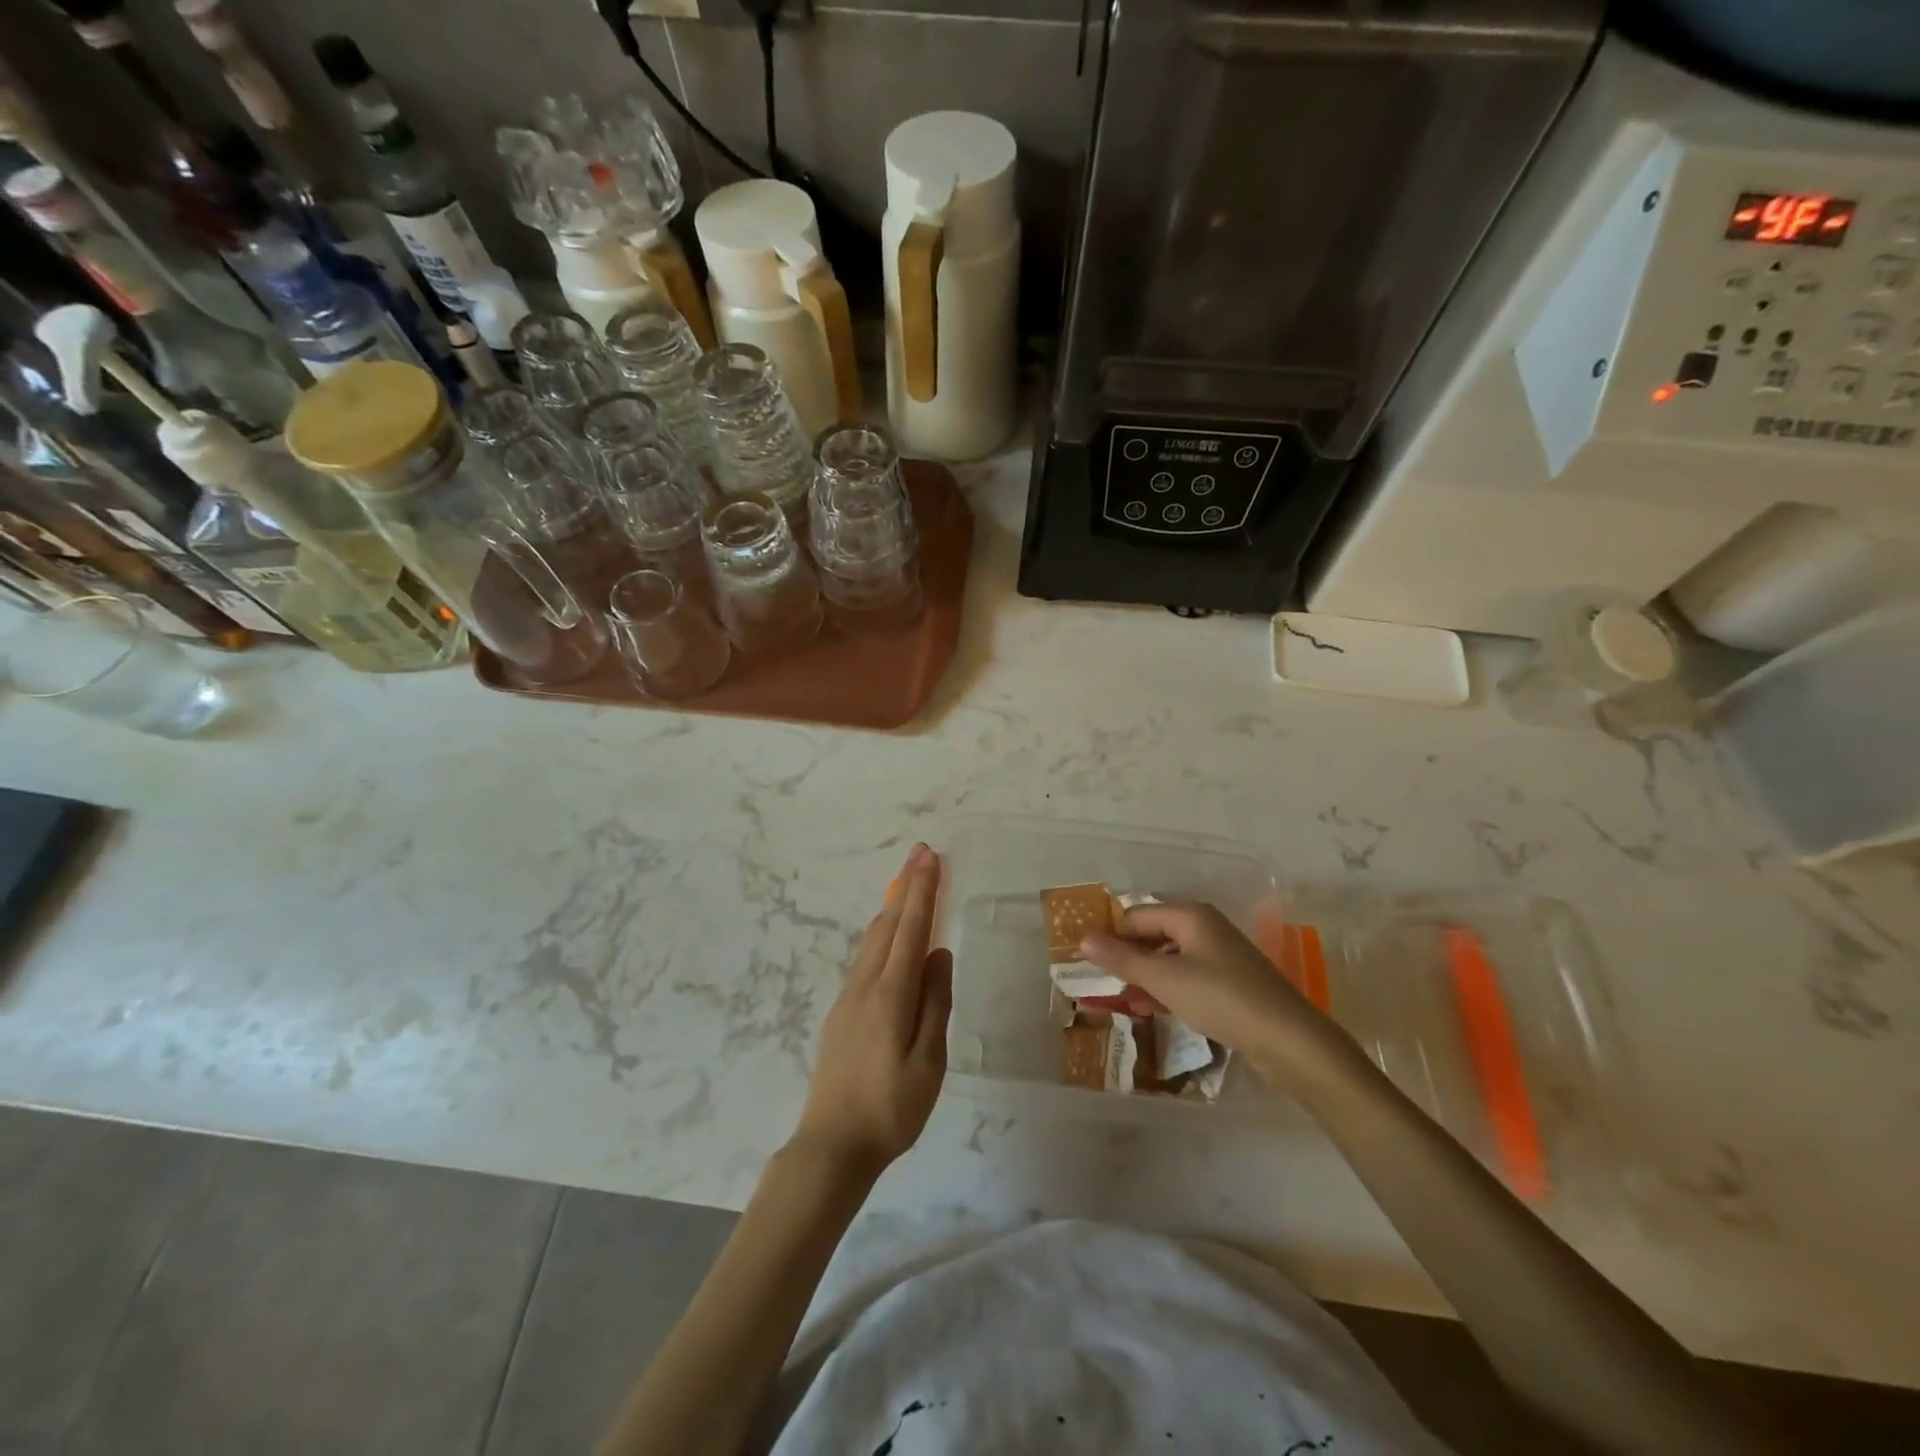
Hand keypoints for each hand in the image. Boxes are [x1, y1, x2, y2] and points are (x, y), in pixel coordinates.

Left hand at [792, 843, 950, 1178]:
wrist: (831, 1145)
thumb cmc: (890, 1109)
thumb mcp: (928, 1063)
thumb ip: (935, 1004)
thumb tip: (940, 954)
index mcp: (890, 994)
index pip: (911, 929)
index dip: (923, 891)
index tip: (931, 857)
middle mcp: (865, 985)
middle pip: (889, 924)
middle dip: (907, 886)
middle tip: (921, 852)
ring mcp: (848, 997)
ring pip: (873, 939)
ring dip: (893, 906)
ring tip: (906, 880)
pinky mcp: (841, 1011)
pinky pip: (865, 957)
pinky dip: (881, 932)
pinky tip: (886, 933)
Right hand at [1080, 900, 1354, 1090]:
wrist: (1290, 1041)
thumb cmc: (1222, 999)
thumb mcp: (1165, 979)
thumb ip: (1122, 958)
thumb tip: (1083, 938)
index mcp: (1190, 915)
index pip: (1135, 915)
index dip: (1110, 936)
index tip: (1087, 963)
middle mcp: (1204, 927)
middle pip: (1152, 934)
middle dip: (1126, 958)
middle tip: (1101, 985)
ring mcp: (1220, 955)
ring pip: (1168, 958)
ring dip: (1144, 977)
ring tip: (1122, 1002)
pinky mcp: (1229, 982)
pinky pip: (1186, 977)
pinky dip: (1166, 990)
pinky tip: (1152, 1010)